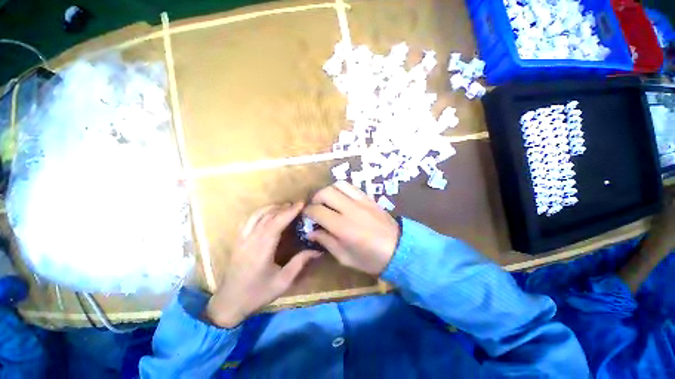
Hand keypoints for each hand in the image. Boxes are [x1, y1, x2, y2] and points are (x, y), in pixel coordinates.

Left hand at [204, 203, 319, 327]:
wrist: (228, 303)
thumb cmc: (257, 294)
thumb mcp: (283, 282)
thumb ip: (300, 263)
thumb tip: (317, 250)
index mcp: (262, 250)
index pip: (276, 223)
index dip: (289, 212)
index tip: (301, 204)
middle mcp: (250, 240)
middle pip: (267, 217)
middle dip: (283, 208)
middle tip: (297, 205)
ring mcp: (241, 239)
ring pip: (256, 216)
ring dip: (271, 208)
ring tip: (284, 207)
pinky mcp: (237, 241)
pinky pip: (248, 220)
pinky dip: (259, 213)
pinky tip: (267, 213)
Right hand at [303, 181, 399, 274]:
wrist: (400, 249)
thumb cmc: (371, 259)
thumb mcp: (345, 257)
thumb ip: (326, 242)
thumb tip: (311, 231)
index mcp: (343, 227)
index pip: (318, 211)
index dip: (308, 212)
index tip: (306, 217)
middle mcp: (351, 210)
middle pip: (326, 192)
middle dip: (316, 199)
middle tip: (315, 208)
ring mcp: (361, 201)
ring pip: (338, 185)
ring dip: (328, 191)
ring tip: (327, 202)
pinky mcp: (369, 198)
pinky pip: (351, 187)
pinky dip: (341, 189)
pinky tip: (341, 199)